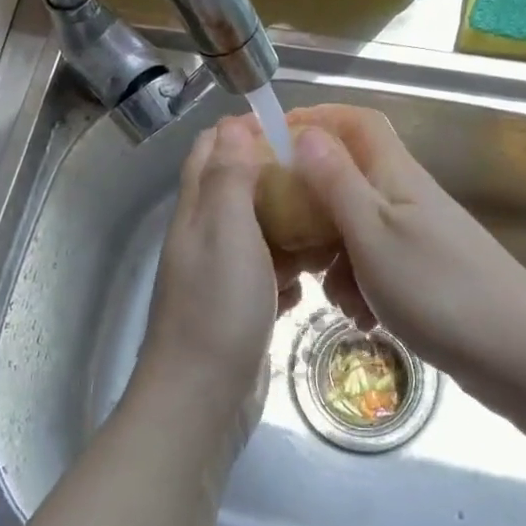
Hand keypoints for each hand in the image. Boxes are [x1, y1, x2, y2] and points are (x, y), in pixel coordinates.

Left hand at [130, 115, 296, 447]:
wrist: (202, 400)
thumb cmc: (217, 308)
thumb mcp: (226, 231)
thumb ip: (229, 178)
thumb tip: (233, 125)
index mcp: (196, 212)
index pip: (210, 151)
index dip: (243, 131)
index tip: (290, 127)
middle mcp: (204, 238)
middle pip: (238, 190)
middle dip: (274, 175)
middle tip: (321, 174)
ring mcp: (221, 277)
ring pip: (258, 233)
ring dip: (288, 224)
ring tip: (329, 221)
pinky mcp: (240, 309)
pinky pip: (268, 276)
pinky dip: (289, 271)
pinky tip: (312, 279)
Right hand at [288, 104, 525, 418]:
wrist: (518, 353)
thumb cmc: (438, 287)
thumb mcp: (372, 233)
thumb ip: (336, 182)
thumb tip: (305, 132)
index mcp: (395, 174)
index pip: (355, 122)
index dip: (316, 120)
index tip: (273, 140)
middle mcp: (406, 196)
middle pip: (348, 178)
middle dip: (313, 206)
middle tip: (287, 237)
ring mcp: (417, 236)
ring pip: (356, 228)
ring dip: (334, 258)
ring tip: (333, 296)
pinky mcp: (423, 274)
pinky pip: (375, 265)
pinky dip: (360, 286)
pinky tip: (363, 318)